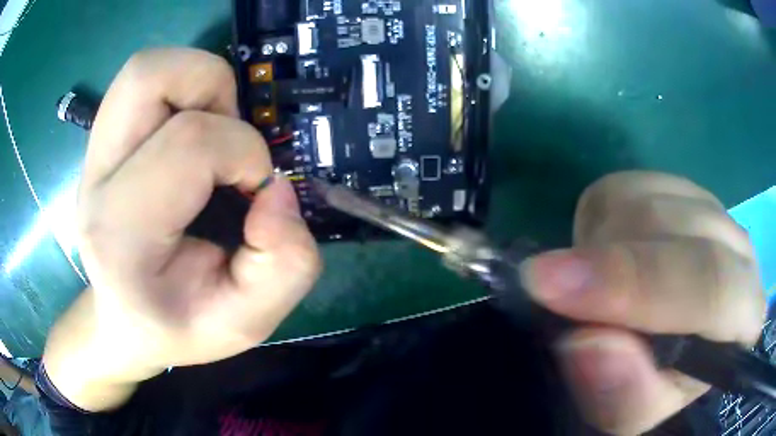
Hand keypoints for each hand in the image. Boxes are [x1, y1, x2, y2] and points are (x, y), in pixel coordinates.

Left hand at [43, 48, 320, 410]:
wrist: (126, 322)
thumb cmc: (179, 327)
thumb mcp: (246, 323)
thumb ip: (284, 267)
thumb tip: (279, 191)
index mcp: (121, 235)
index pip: (189, 143)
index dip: (245, 155)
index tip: (257, 193)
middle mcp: (96, 180)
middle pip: (148, 76)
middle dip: (213, 91)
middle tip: (228, 144)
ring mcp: (92, 155)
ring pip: (144, 69)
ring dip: (196, 84)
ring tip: (209, 135)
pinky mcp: (100, 142)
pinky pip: (143, 82)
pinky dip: (181, 90)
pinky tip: (188, 136)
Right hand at [521, 171, 765, 434]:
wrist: (676, 350)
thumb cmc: (661, 387)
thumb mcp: (635, 414)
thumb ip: (624, 395)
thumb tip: (588, 344)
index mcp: (745, 312)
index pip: (710, 283)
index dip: (635, 284)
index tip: (554, 289)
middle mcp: (738, 247)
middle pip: (675, 228)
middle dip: (608, 259)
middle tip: (546, 286)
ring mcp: (710, 209)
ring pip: (648, 198)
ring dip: (602, 243)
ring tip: (592, 286)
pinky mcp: (678, 189)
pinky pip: (629, 185)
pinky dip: (601, 221)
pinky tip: (607, 256)